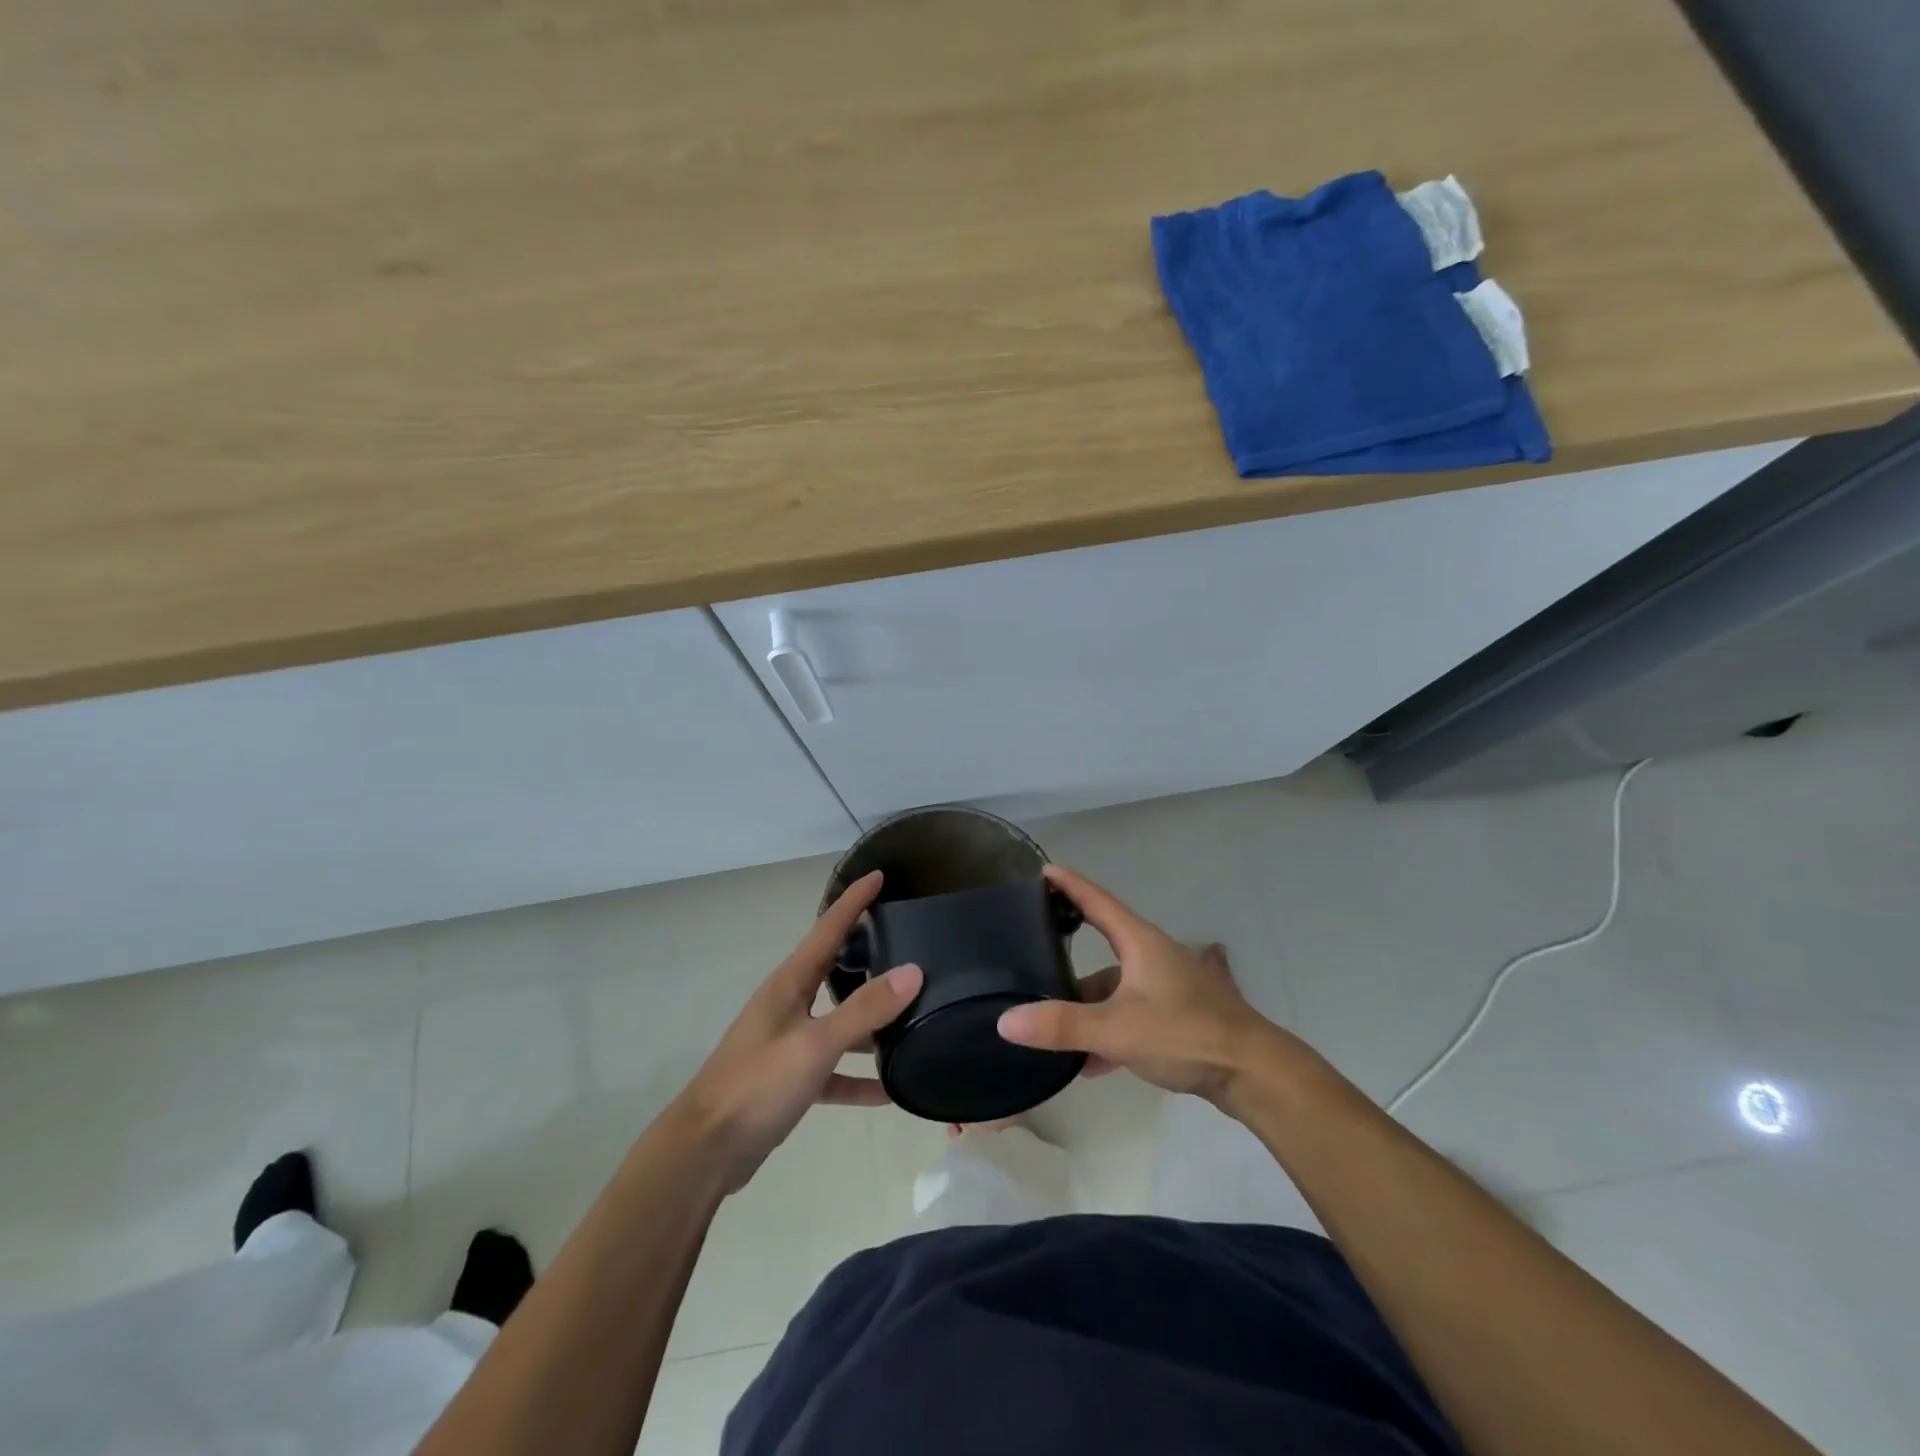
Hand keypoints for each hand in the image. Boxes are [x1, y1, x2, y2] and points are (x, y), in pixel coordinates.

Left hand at [674, 871, 922, 1191]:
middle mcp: (789, 1004)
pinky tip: (890, 1089)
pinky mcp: (790, 1079)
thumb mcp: (815, 1044)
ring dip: (870, 1018)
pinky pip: (834, 1068)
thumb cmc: (757, 1085)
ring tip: (913, 1012)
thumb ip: (864, 1009)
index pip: (828, 928)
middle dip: (865, 949)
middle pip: (833, 967)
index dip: (853, 901)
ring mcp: (788, 1042)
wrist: (705, 1152)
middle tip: (905, 937)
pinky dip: (859, 1076)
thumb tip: (913, 971)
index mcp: (790, 983)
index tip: (879, 874)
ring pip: (838, 1019)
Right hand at [996, 864, 1292, 1103]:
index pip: (1096, 900)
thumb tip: (1005, 1021)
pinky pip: (1129, 1015)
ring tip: (1052, 1028)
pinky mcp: (1175, 1015)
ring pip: (1114, 988)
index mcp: (1138, 942)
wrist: (1252, 1072)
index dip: (1068, 884)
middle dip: (1068, 953)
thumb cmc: (1184, 1033)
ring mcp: (1165, 985)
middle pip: (1102, 945)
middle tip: (1032, 953)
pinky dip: (1107, 1032)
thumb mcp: (1117, 1030)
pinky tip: (1090, 1064)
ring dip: (1087, 1007)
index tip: (1042, 871)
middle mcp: (1151, 955)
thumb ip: (1062, 1025)